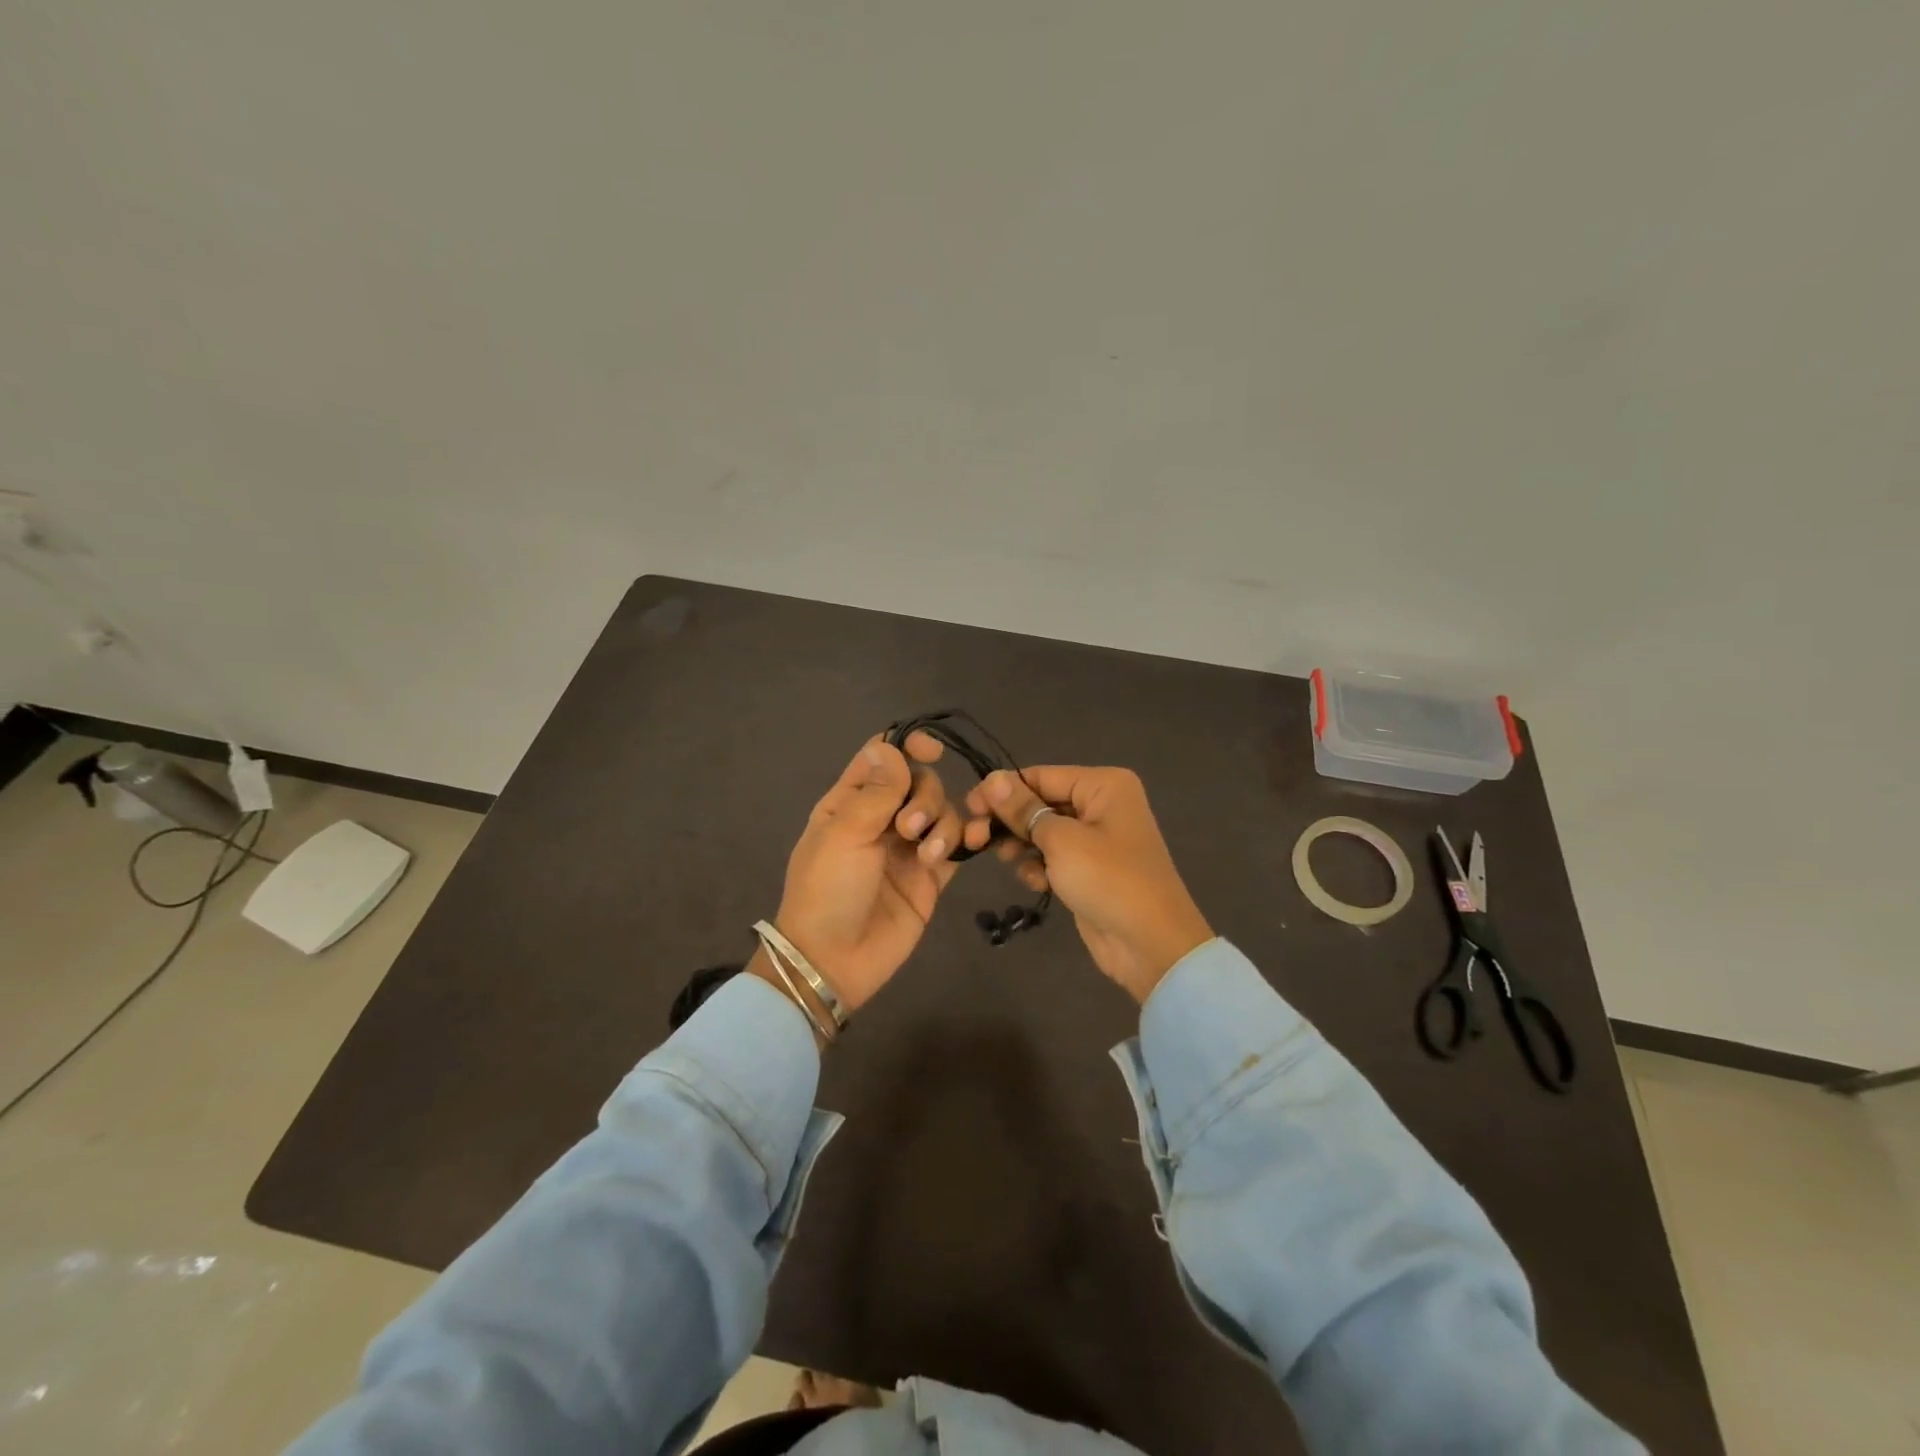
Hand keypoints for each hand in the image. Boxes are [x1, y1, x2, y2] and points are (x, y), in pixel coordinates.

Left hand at [771, 732, 961, 1012]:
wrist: (834, 960)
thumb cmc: (827, 890)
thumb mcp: (845, 834)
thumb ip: (877, 790)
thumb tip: (891, 746)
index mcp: (850, 802)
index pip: (883, 757)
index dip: (907, 745)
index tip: (932, 749)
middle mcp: (881, 818)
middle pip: (920, 781)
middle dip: (925, 797)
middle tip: (909, 829)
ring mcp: (908, 847)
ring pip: (942, 810)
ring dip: (944, 823)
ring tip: (929, 855)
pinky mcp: (931, 876)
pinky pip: (957, 844)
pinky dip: (967, 838)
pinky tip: (971, 843)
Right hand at [962, 766, 1212, 1003]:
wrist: (1151, 944)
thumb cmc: (1108, 880)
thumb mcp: (1061, 840)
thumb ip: (1023, 809)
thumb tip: (991, 779)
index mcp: (1103, 785)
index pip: (1040, 776)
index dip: (1002, 790)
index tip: (968, 806)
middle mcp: (1102, 804)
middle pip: (1040, 802)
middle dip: (1009, 820)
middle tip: (974, 839)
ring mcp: (1097, 838)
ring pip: (1043, 830)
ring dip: (1021, 844)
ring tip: (1006, 860)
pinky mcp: (1089, 868)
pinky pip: (1054, 856)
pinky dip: (1039, 865)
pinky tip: (1034, 881)